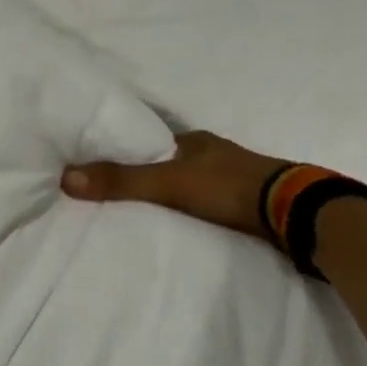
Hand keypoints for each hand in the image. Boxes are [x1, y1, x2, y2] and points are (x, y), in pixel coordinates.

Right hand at [61, 129, 285, 239]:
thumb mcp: (167, 183)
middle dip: (148, 175)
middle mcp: (214, 154)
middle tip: (119, 192)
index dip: (127, 152)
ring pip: (192, 184)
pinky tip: (182, 224)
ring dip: (173, 195)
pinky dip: (195, 211)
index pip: (150, 142)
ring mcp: (236, 179)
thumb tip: (65, 177)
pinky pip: (210, 205)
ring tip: (145, 212)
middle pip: (170, 163)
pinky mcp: (252, 205)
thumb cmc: (230, 188)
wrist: (301, 215)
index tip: (103, 166)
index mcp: (194, 140)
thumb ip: (120, 181)